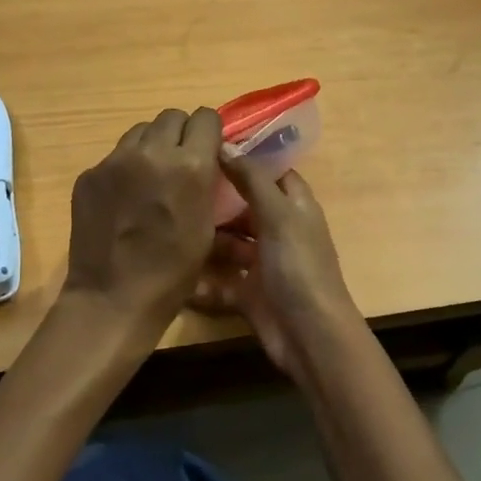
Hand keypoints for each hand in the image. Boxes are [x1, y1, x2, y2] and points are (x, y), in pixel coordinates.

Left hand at [64, 107, 224, 336]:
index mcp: (190, 165)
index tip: (207, 149)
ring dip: (151, 146)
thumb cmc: (172, 273)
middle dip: (181, 134)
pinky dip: (125, 168)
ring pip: (140, 131)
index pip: (205, 117)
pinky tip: (124, 199)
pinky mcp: (90, 174)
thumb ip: (206, 183)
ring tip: (150, 177)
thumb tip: (204, 162)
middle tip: (179, 161)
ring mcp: (115, 161)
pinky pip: (115, 156)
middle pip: (171, 116)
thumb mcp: (206, 227)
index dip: (209, 132)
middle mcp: (152, 152)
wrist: (113, 297)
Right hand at [193, 155, 360, 381]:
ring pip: (230, 243)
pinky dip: (202, 279)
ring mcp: (264, 263)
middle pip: (245, 207)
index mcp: (295, 207)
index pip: (271, 172)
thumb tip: (224, 144)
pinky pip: (220, 280)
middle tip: (176, 184)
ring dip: (206, 238)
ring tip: (170, 223)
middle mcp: (280, 231)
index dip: (245, 158)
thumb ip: (251, 179)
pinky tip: (175, 268)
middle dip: (217, 199)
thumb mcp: (278, 215)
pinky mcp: (248, 294)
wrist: (310, 336)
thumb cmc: (298, 266)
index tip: (208, 145)